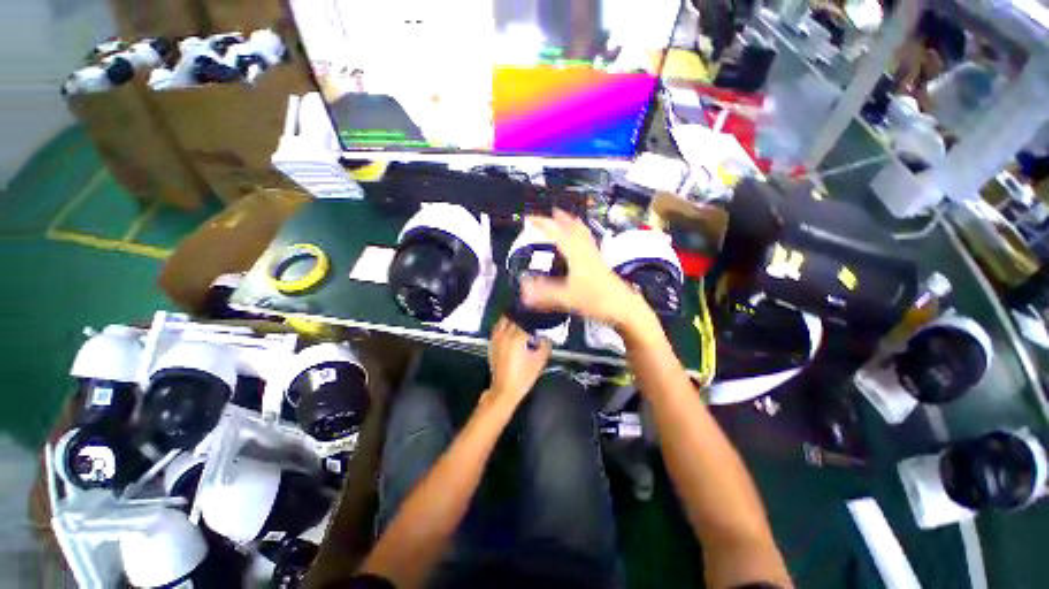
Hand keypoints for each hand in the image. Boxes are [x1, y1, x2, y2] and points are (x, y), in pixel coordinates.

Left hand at [486, 317, 550, 405]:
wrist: (504, 390)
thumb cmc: (523, 377)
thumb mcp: (539, 361)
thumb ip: (545, 344)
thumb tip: (545, 335)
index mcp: (517, 337)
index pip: (528, 319)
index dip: (536, 317)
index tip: (543, 316)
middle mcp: (505, 334)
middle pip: (515, 316)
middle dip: (525, 315)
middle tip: (534, 317)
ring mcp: (496, 338)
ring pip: (504, 319)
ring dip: (513, 317)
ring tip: (523, 319)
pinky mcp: (492, 343)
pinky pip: (498, 327)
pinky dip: (505, 323)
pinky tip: (511, 327)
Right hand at [521, 210, 651, 329]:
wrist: (625, 308)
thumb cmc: (597, 300)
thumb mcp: (567, 298)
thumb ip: (544, 295)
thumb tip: (522, 290)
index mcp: (576, 254)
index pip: (557, 232)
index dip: (542, 224)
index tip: (529, 219)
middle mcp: (586, 250)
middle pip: (572, 228)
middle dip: (559, 219)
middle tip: (550, 212)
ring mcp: (595, 256)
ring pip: (583, 233)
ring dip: (572, 224)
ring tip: (565, 218)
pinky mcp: (601, 263)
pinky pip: (588, 241)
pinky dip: (581, 235)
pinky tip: (582, 242)